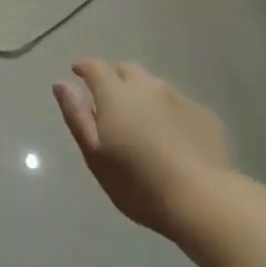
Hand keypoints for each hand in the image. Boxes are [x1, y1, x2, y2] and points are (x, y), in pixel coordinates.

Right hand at [53, 60, 231, 236]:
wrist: (202, 199)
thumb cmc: (137, 182)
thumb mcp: (95, 154)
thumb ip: (77, 115)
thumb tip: (61, 84)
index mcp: (116, 94)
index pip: (95, 67)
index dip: (84, 67)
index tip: (77, 73)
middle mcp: (148, 87)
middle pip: (127, 69)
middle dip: (114, 77)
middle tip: (109, 101)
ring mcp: (179, 98)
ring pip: (154, 85)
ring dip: (142, 94)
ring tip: (140, 121)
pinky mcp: (204, 115)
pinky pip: (177, 103)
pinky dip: (166, 111)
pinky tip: (169, 137)